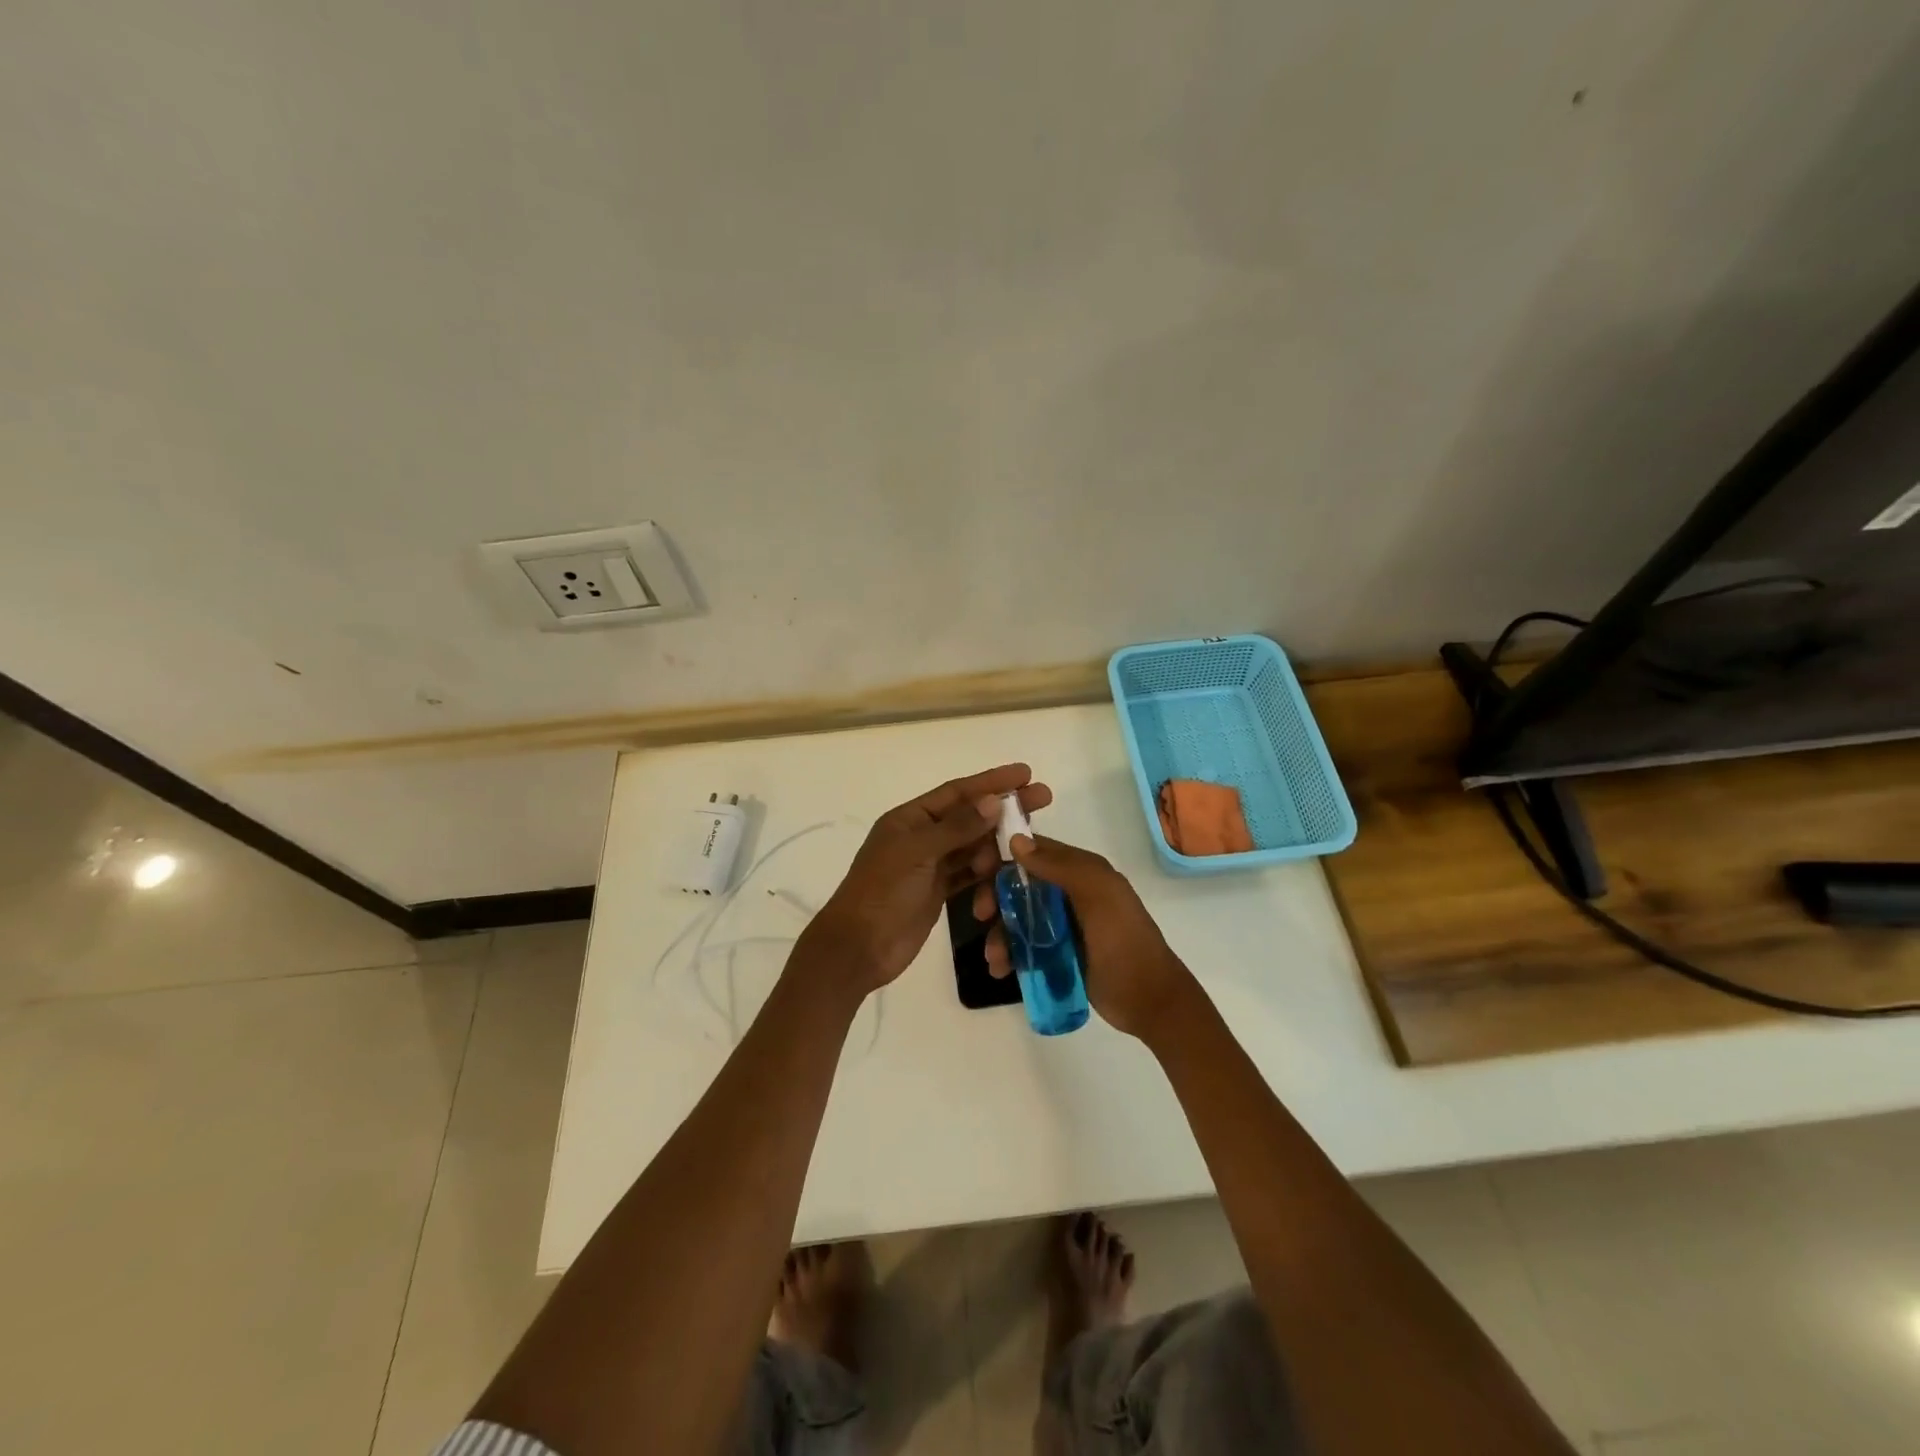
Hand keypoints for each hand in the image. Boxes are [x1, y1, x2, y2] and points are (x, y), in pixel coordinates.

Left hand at [807, 764, 1052, 994]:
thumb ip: (957, 828)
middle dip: (1004, 810)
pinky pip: (970, 876)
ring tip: (1024, 851)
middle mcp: (922, 837)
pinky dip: (987, 877)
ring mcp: (931, 865)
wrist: (859, 948)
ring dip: (997, 848)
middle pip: (971, 817)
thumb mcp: (917, 854)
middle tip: (1043, 799)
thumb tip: (993, 801)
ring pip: (974, 847)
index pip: (957, 792)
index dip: (991, 781)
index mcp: (910, 819)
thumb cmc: (882, 892)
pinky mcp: (939, 892)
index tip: (1025, 773)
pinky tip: (1009, 876)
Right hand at [972, 834, 1195, 1039]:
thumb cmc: (1124, 941)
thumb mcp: (1098, 896)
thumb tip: (1016, 840)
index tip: (976, 869)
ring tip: (995, 958)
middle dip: (995, 898)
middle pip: (1019, 885)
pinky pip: (1024, 946)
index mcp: (1081, 871)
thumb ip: (1059, 866)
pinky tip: (1001, 969)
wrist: (1149, 1001)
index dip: (1003, 855)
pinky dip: (1009, 953)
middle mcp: (1069, 892)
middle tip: (981, 916)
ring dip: (999, 933)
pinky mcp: (1058, 954)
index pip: (1034, 851)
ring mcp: (1062, 925)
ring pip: (1017, 918)